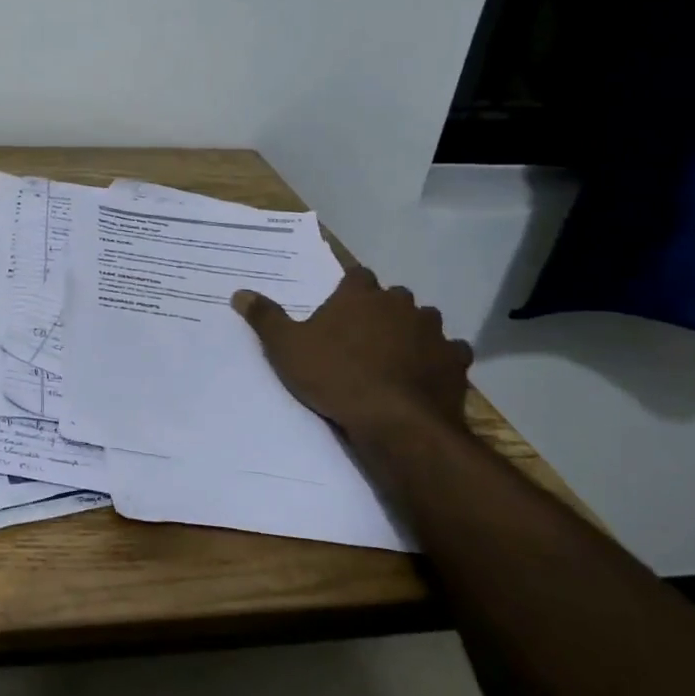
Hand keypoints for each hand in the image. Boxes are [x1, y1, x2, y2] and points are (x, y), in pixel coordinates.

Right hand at [232, 267, 472, 440]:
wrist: (394, 421)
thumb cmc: (334, 376)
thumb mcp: (286, 347)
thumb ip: (265, 317)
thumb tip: (239, 293)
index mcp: (359, 294)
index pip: (357, 275)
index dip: (350, 288)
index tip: (341, 305)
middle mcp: (400, 304)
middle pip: (393, 297)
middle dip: (382, 310)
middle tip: (363, 335)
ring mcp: (432, 331)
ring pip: (424, 321)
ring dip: (413, 332)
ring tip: (395, 355)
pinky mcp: (454, 361)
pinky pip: (451, 352)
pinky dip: (441, 359)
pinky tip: (427, 374)